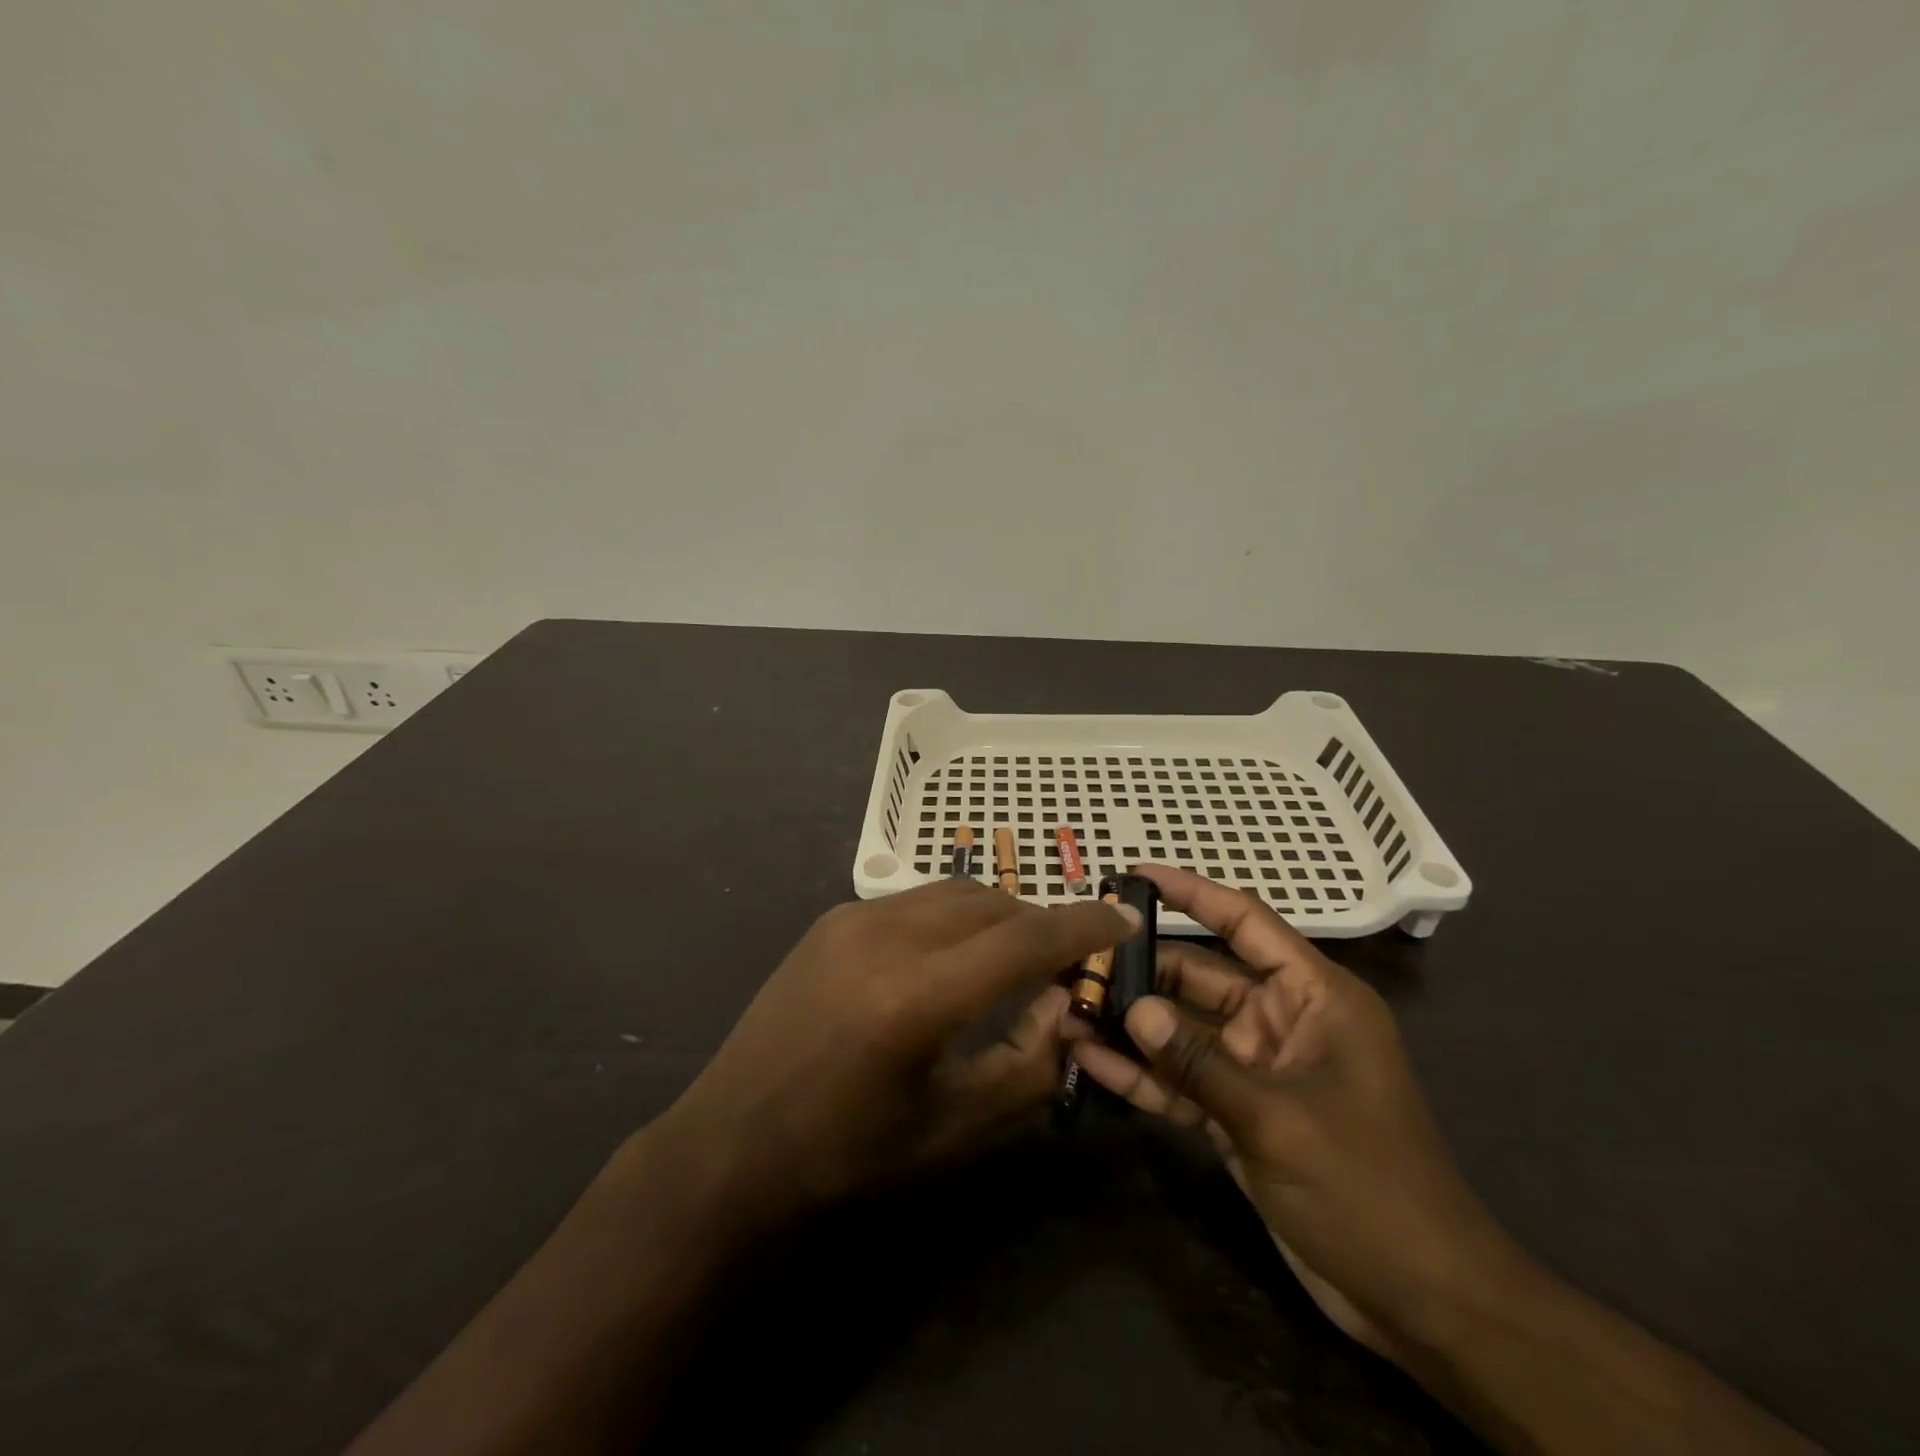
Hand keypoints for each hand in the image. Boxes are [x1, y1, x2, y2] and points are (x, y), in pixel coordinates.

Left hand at [658, 880, 1137, 1234]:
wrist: (732, 1139)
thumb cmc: (847, 1154)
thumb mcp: (951, 1128)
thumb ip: (1026, 1064)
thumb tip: (1069, 1005)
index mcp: (916, 998)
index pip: (1023, 940)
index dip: (1082, 927)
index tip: (1123, 920)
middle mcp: (885, 936)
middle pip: (993, 903)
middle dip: (1041, 921)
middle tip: (1069, 956)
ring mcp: (852, 918)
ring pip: (955, 892)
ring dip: (999, 914)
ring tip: (1017, 954)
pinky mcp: (832, 917)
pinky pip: (916, 900)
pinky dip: (955, 916)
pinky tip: (955, 955)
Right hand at [1068, 865, 1526, 1361]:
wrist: (1421, 1300)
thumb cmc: (1367, 1188)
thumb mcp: (1278, 1118)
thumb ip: (1199, 1062)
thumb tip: (1132, 1009)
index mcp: (1313, 997)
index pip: (1245, 922)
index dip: (1191, 892)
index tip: (1135, 875)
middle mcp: (1281, 1020)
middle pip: (1199, 977)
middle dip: (1141, 970)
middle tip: (1076, 960)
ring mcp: (1257, 1068)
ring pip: (1183, 1030)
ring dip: (1133, 1025)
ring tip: (1068, 1009)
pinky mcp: (1239, 1112)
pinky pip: (1184, 1080)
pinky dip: (1144, 1074)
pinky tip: (1090, 1063)